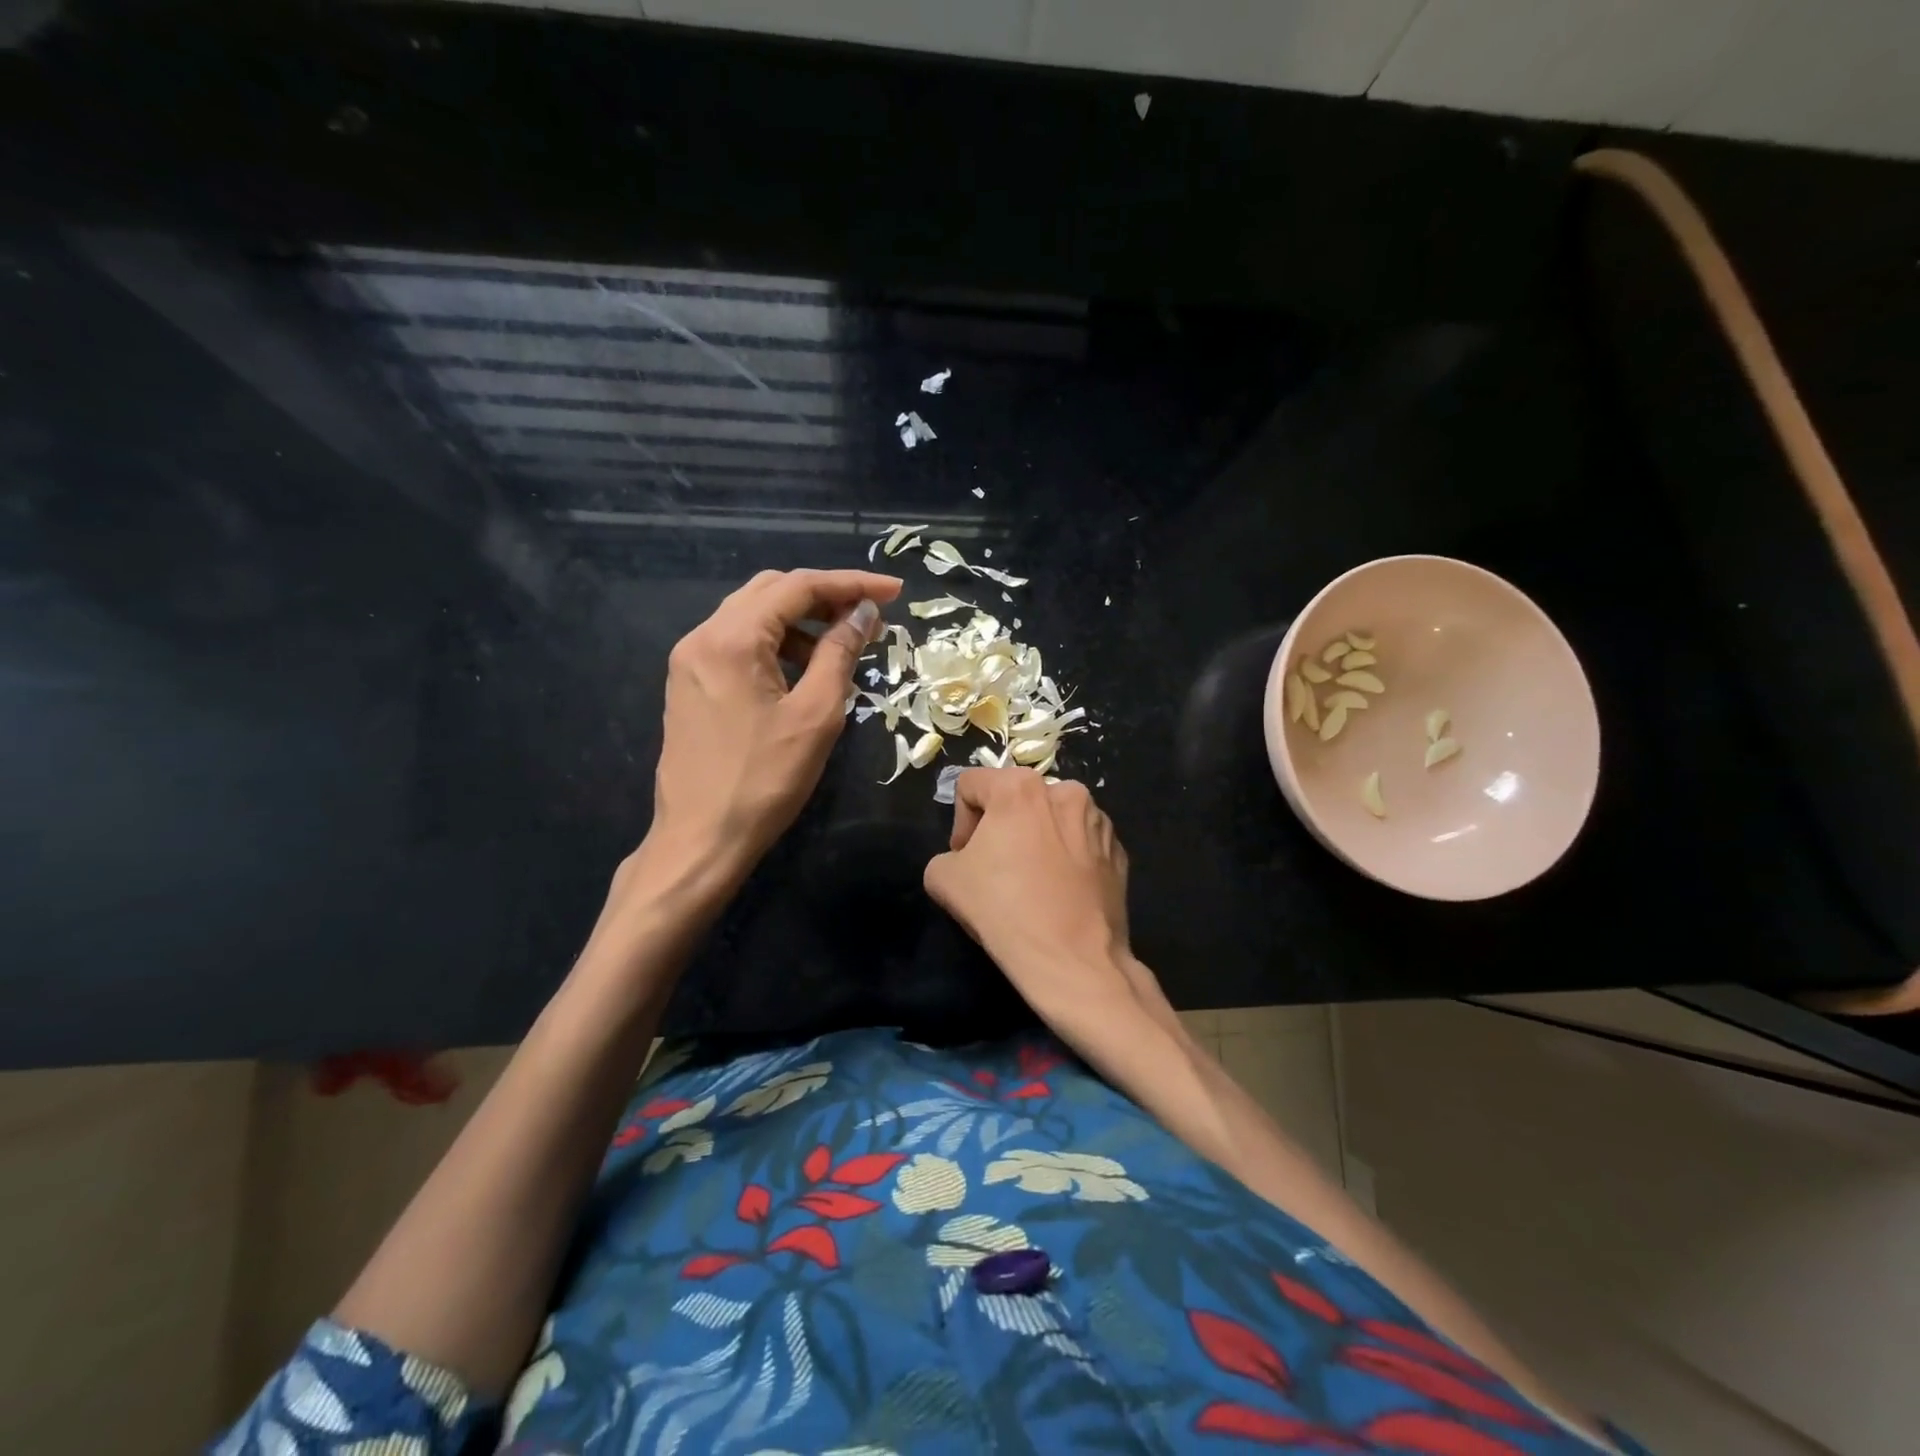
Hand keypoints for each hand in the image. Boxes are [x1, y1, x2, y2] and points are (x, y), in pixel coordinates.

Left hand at [643, 567, 902, 884]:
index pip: (797, 587)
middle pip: (771, 592)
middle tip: (870, 616)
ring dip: (801, 622)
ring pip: (753, 616)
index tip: (895, 591)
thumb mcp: (816, 715)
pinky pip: (739, 645)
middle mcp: (702, 637)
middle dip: (825, 596)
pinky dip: (777, 645)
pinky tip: (806, 670)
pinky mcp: (690, 684)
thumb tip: (863, 613)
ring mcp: (691, 661)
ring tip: (844, 647)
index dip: (851, 583)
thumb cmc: (765, 780)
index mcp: (731, 639)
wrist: (701, 839)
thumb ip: (840, 654)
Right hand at [924, 769, 1157, 1032]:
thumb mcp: (944, 880)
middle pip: (1016, 800)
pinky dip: (1067, 858)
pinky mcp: (1118, 851)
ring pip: (1052, 820)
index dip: (959, 822)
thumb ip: (946, 854)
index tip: (964, 858)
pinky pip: (1081, 844)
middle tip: (994, 869)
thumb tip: (967, 859)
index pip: (971, 785)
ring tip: (1031, 882)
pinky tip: (1059, 893)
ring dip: (1037, 840)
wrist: (1073, 961)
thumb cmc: (1004, 910)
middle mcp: (1065, 791)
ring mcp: (1099, 821)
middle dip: (1000, 828)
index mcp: (1020, 787)